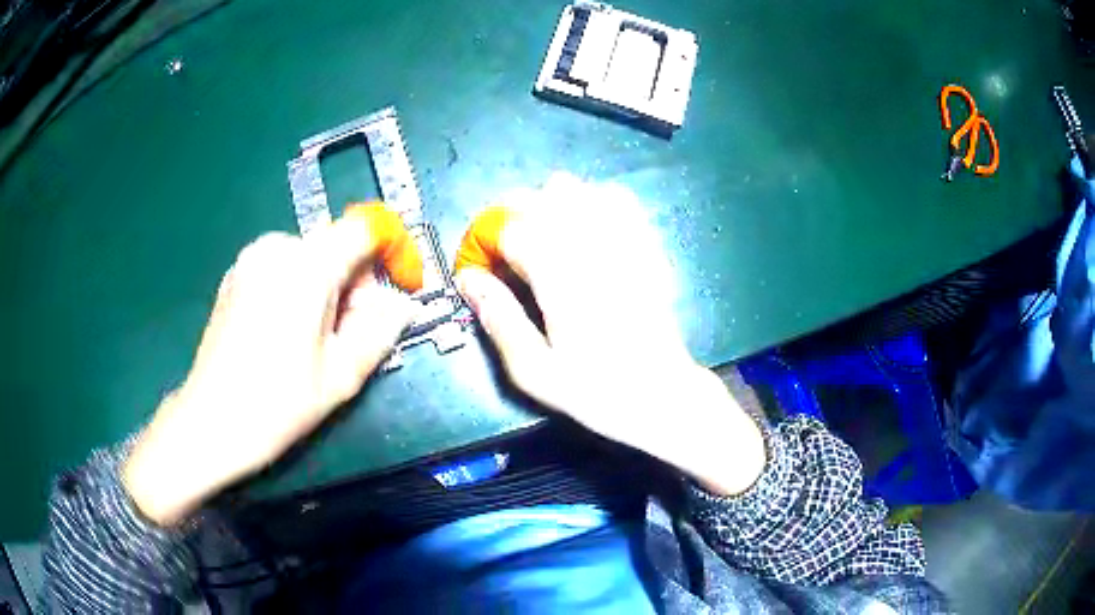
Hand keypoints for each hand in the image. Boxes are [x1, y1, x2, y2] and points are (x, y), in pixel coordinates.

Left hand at [123, 205, 420, 525]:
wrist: (211, 422)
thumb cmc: (278, 404)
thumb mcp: (341, 375)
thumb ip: (380, 331)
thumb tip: (402, 305)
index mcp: (306, 267)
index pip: (364, 229)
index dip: (391, 250)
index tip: (400, 287)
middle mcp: (276, 248)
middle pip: (336, 246)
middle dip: (354, 284)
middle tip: (349, 337)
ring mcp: (250, 258)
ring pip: (310, 258)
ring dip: (326, 289)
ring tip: (315, 341)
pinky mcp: (235, 274)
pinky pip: (282, 267)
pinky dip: (298, 289)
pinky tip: (285, 334)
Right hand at [455, 174, 766, 495]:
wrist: (661, 393)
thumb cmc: (596, 389)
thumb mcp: (535, 371)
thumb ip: (498, 319)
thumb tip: (468, 279)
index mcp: (560, 276)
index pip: (508, 228)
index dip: (484, 242)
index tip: (480, 267)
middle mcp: (591, 245)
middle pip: (539, 195)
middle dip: (511, 216)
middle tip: (507, 254)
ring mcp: (623, 238)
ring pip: (575, 187)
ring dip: (548, 205)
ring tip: (544, 241)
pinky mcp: (646, 242)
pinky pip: (615, 197)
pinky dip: (590, 202)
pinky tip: (586, 231)